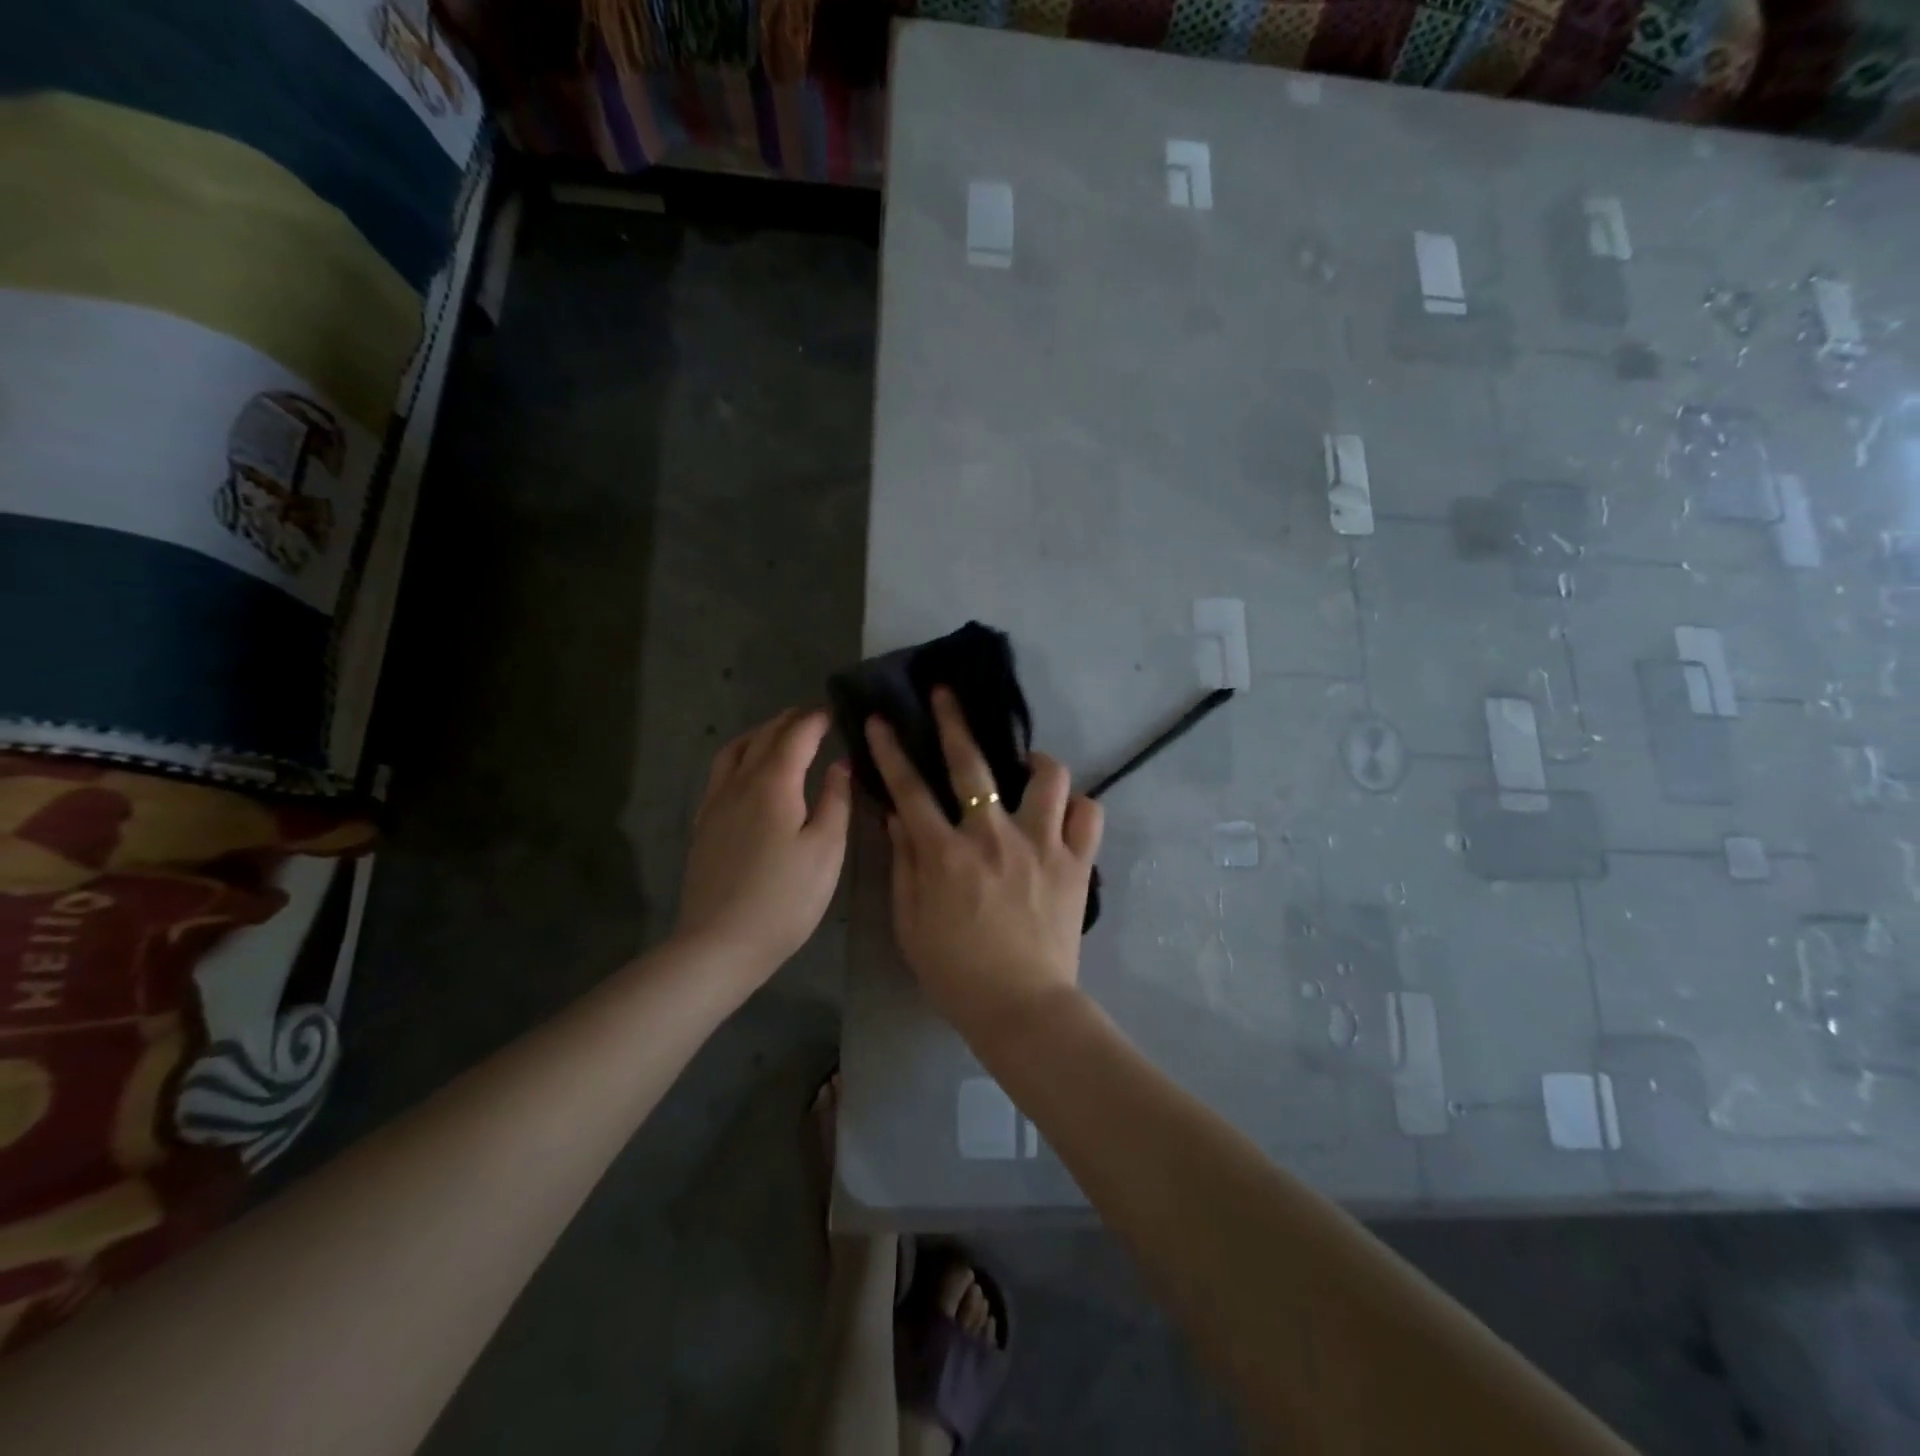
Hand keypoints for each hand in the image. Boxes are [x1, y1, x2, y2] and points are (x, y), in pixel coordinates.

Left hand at [675, 708, 851, 982]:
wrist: (720, 943)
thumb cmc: (785, 898)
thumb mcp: (826, 850)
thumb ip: (836, 801)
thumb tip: (840, 764)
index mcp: (772, 784)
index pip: (795, 736)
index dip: (815, 720)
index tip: (833, 711)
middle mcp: (738, 784)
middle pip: (762, 737)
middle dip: (788, 721)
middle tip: (811, 717)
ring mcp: (715, 804)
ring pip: (734, 751)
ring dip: (759, 734)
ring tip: (779, 735)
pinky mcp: (704, 826)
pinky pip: (720, 773)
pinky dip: (740, 757)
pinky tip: (748, 773)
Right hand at [866, 689, 1102, 1042]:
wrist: (1021, 1007)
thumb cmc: (955, 972)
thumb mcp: (909, 923)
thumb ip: (903, 865)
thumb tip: (897, 817)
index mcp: (945, 854)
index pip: (910, 789)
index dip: (892, 751)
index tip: (883, 720)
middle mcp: (992, 837)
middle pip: (973, 764)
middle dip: (954, 720)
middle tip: (947, 694)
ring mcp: (1040, 845)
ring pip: (1048, 778)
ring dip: (1035, 763)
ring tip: (1027, 767)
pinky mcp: (1075, 863)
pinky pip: (1089, 815)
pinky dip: (1079, 808)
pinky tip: (1065, 813)